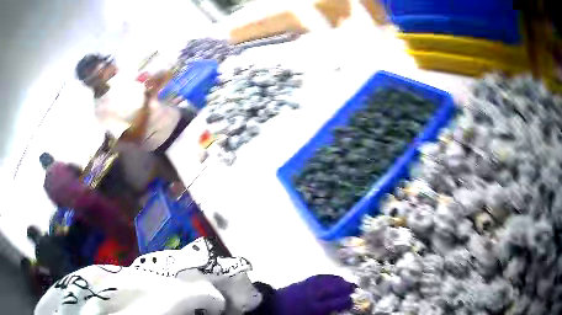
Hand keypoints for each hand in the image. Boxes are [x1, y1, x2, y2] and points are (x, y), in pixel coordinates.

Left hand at [272, 275, 355, 314]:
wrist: (270, 305)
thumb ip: (323, 314)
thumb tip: (335, 311)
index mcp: (315, 307)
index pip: (336, 302)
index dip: (346, 301)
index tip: (352, 301)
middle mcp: (314, 295)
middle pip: (334, 289)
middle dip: (346, 287)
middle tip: (355, 288)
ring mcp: (308, 286)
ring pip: (327, 280)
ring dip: (339, 280)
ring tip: (347, 281)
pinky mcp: (302, 281)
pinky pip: (318, 276)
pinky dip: (328, 276)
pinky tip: (333, 277)